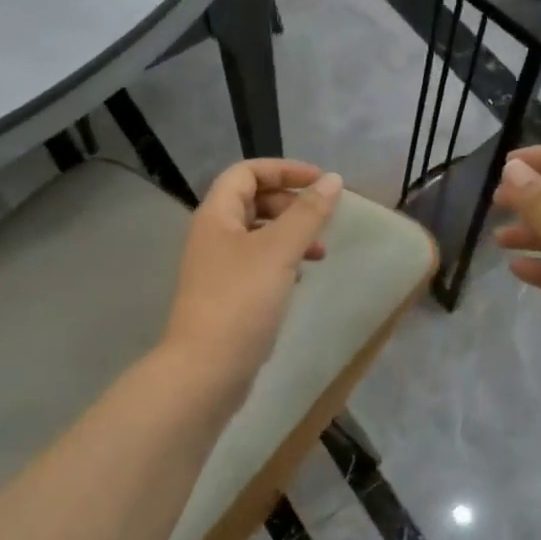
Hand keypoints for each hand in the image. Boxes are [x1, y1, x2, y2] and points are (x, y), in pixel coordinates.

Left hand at [163, 159, 343, 400]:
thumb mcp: (279, 251)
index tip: (321, 182)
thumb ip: (308, 213)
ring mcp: (217, 268)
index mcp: (216, 215)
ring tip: (320, 253)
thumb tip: (333, 179)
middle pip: (252, 201)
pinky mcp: (227, 296)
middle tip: (321, 220)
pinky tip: (301, 278)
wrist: (206, 369)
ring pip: (258, 235)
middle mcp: (212, 235)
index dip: (284, 170)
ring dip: (290, 234)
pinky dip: (282, 262)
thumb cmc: (241, 301)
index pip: (246, 172)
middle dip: (290, 204)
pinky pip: (258, 264)